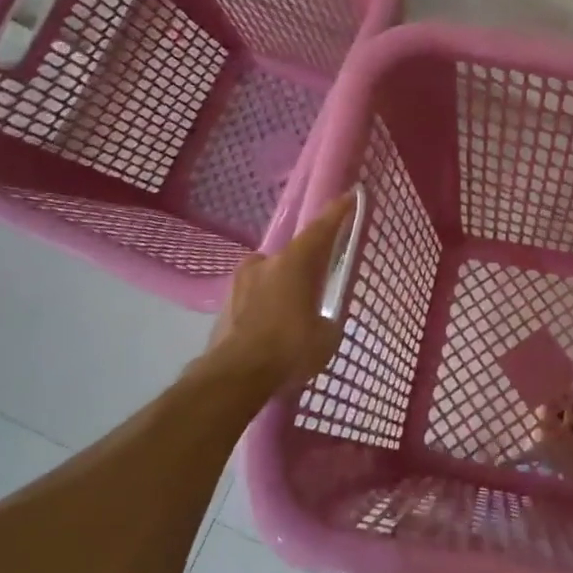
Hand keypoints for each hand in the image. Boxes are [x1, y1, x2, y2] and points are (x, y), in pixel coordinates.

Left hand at [208, 191, 355, 393]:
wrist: (234, 376)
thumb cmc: (289, 348)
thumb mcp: (326, 336)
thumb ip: (326, 320)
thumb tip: (320, 321)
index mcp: (294, 262)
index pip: (321, 229)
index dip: (338, 212)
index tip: (349, 195)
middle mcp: (265, 263)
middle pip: (291, 257)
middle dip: (305, 268)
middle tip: (316, 286)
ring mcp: (239, 284)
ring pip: (269, 279)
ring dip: (282, 290)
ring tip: (292, 316)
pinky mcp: (223, 307)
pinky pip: (253, 300)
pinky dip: (265, 310)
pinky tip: (271, 333)